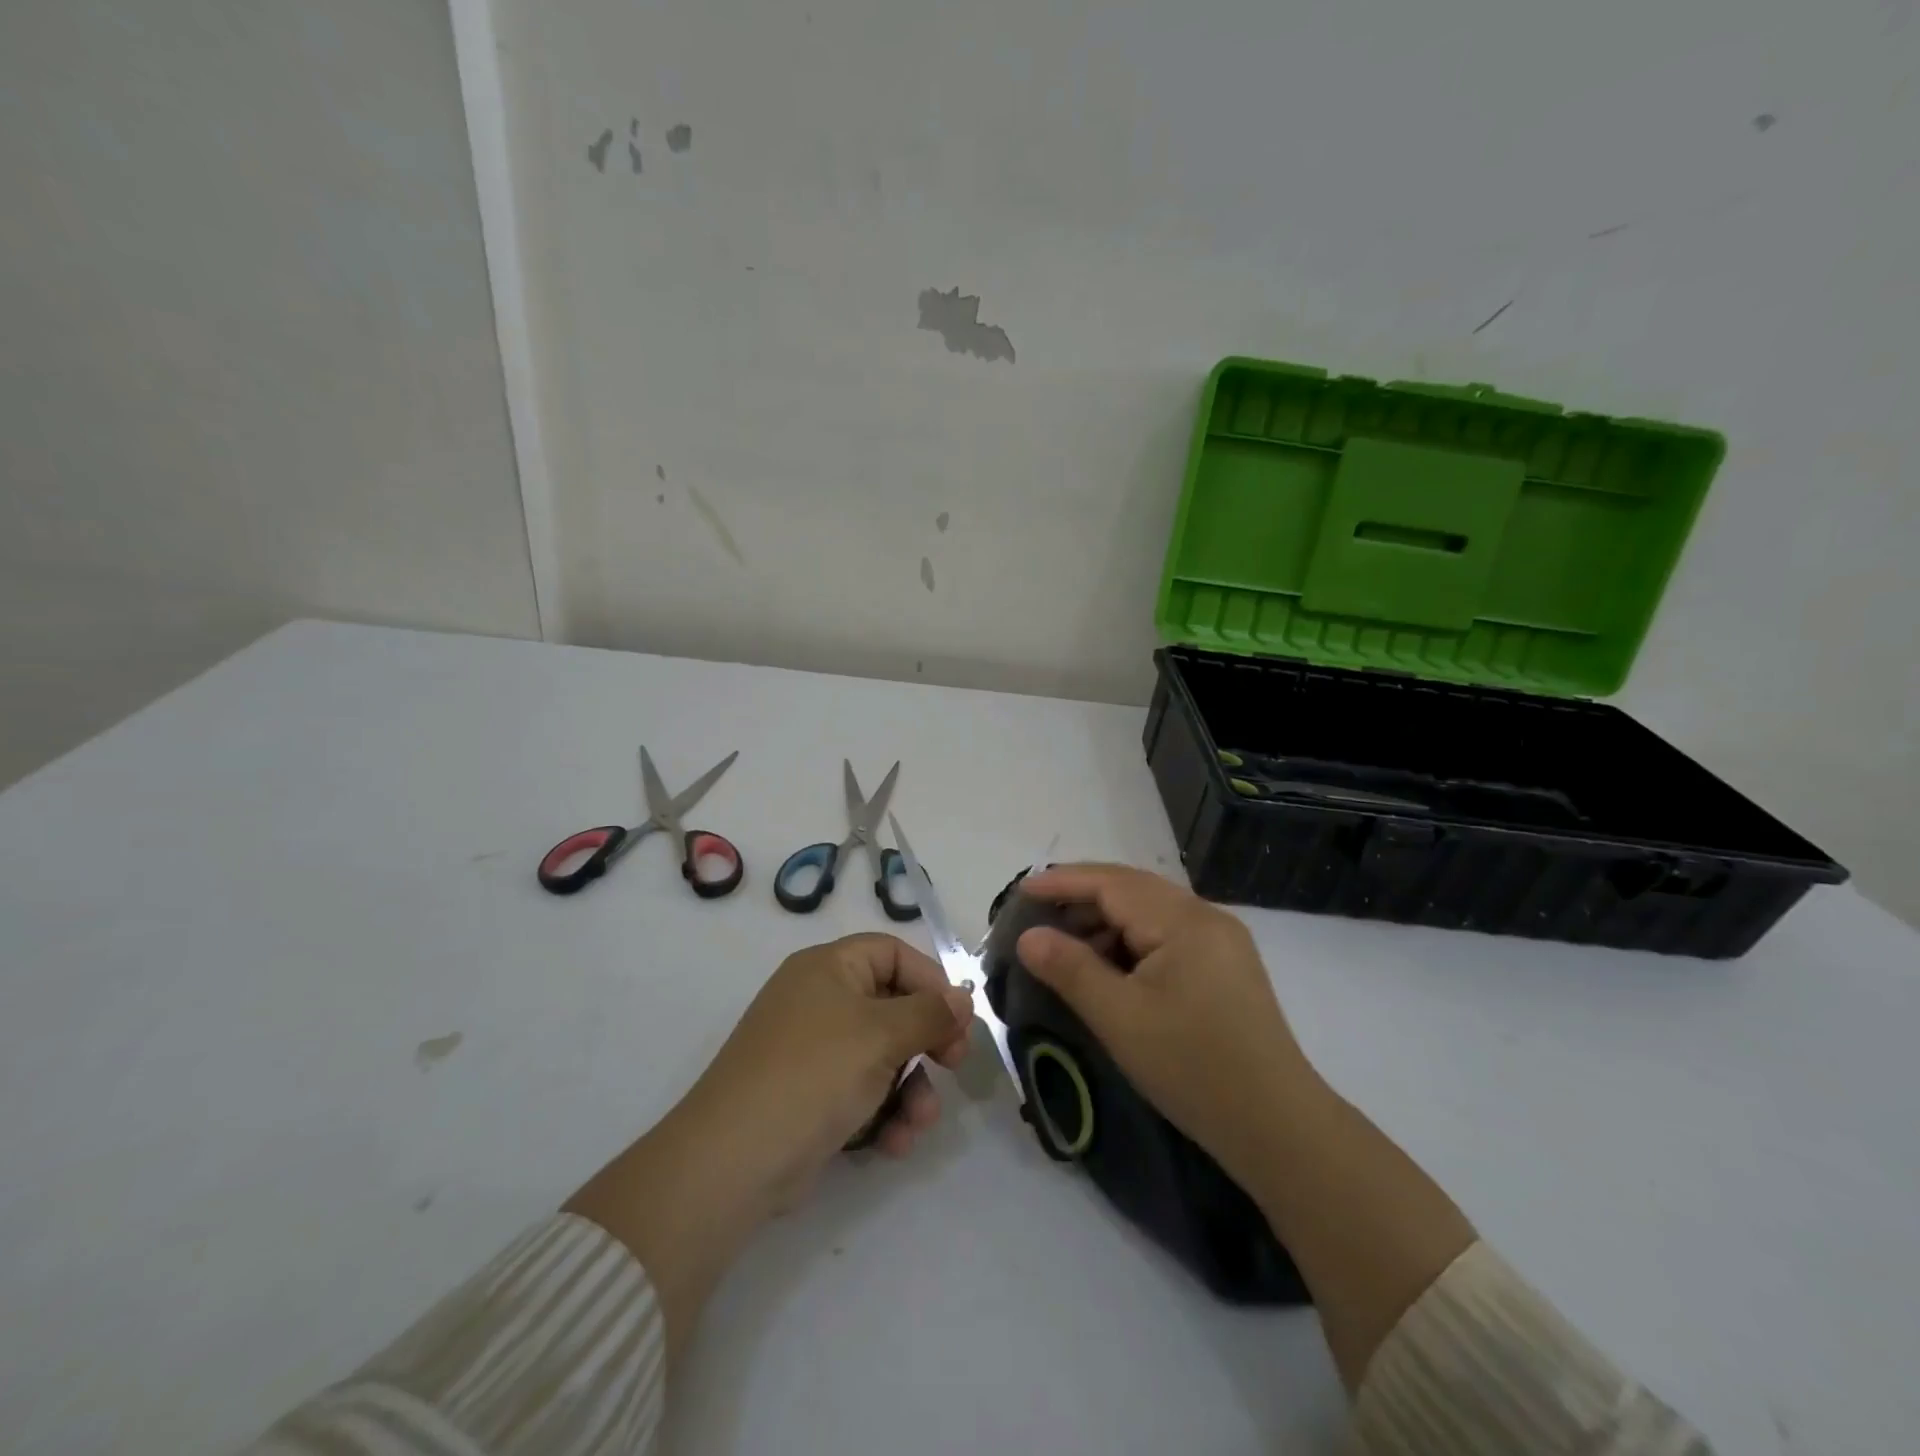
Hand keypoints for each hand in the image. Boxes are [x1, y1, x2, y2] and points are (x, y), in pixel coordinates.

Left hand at [688, 932, 974, 1196]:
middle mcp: (819, 1000)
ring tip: (920, 1123)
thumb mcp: (881, 1035)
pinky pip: (860, 1091)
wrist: (733, 1160)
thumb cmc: (814, 1074)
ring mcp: (812, 1050)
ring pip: (882, 1056)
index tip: (959, 1019)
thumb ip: (930, 1012)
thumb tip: (964, 996)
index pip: (892, 953)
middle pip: (892, 1006)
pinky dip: (883, 1113)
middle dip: (927, 1042)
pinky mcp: (809, 1096)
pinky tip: (895, 1144)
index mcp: (828, 967)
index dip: (930, 980)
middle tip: (954, 1066)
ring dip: (911, 1088)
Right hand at [1013, 864, 1318, 1188]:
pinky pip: (1166, 935)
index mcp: (1184, 920)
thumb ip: (1070, 969)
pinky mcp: (1225, 965)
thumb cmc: (1193, 1068)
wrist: (1278, 1127)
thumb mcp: (1121, 1019)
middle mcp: (1206, 916)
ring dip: (1105, 921)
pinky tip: (1108, 966)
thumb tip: (1028, 936)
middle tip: (1036, 915)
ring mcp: (1220, 940)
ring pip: (1149, 912)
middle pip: (1132, 890)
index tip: (1020, 890)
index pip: (1112, 883)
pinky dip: (1130, 941)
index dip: (1063, 882)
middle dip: (1081, 897)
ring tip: (1064, 944)